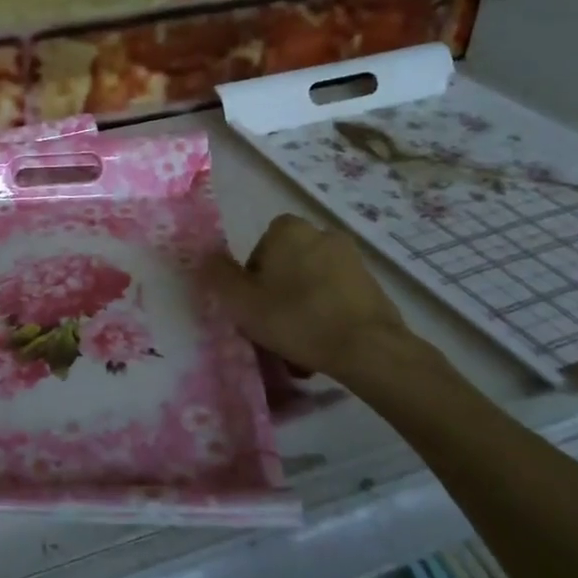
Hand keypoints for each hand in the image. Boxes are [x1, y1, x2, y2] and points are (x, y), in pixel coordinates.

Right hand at [202, 214, 417, 381]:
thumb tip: (205, 256)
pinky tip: (324, 342)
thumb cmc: (296, 318)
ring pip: (311, 282)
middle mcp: (321, 233)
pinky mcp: (372, 284)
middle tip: (273, 324)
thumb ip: (218, 275)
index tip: (254, 306)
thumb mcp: (241, 301)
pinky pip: (336, 296)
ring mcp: (351, 258)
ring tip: (299, 341)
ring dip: (303, 304)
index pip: (260, 249)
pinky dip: (327, 313)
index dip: (253, 279)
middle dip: (279, 291)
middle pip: (287, 265)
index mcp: (288, 230)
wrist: (367, 347)